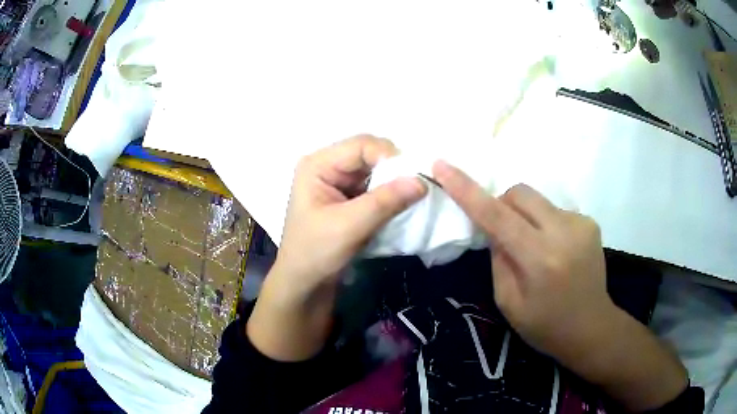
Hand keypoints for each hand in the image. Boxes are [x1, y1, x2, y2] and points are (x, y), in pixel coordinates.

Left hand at [276, 135, 426, 296]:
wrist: (304, 283)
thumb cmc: (315, 253)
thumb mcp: (349, 226)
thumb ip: (385, 201)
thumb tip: (422, 181)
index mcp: (318, 165)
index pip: (361, 145)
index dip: (389, 156)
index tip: (413, 178)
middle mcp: (328, 166)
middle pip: (369, 154)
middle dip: (394, 169)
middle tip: (416, 188)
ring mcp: (338, 182)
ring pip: (375, 170)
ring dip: (394, 183)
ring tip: (411, 198)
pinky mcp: (348, 198)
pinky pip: (375, 186)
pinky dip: (389, 194)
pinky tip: (400, 206)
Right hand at [433, 160, 609, 355]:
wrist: (591, 327)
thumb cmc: (545, 326)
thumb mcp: (508, 302)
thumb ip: (498, 259)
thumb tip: (494, 227)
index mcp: (540, 259)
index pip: (496, 216)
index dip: (466, 190)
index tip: (441, 165)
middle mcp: (564, 232)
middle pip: (519, 193)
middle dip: (502, 206)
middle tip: (503, 235)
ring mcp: (581, 223)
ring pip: (537, 200)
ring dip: (525, 217)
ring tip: (534, 248)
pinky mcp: (590, 222)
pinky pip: (554, 210)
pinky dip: (544, 224)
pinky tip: (554, 250)